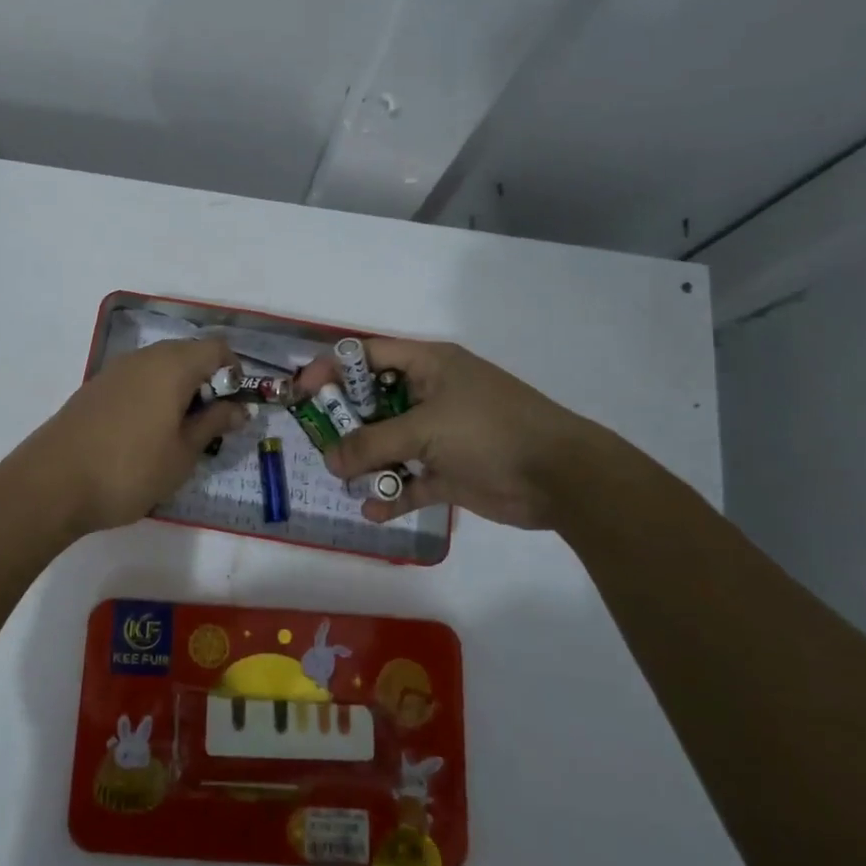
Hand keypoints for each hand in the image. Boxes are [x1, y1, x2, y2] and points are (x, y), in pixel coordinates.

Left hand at [3, 338, 247, 538]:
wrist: (51, 484)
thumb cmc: (129, 469)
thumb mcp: (183, 453)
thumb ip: (214, 424)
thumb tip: (239, 408)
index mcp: (172, 365)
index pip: (217, 348)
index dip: (234, 374)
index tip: (233, 409)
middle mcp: (144, 357)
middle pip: (188, 354)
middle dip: (207, 383)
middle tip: (209, 426)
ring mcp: (115, 370)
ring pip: (161, 367)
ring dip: (178, 391)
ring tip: (177, 435)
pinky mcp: (95, 388)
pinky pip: (137, 380)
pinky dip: (152, 397)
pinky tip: (145, 435)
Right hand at [294, 338, 594, 528]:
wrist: (562, 477)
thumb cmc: (490, 431)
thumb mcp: (426, 429)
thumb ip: (373, 444)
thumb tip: (330, 461)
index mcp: (428, 366)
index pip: (368, 355)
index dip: (332, 368)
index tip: (303, 391)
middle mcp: (431, 394)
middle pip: (373, 401)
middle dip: (345, 422)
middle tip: (319, 440)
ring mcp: (441, 434)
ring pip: (389, 442)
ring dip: (367, 460)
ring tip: (343, 477)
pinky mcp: (450, 470)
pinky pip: (411, 479)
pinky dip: (392, 493)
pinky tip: (373, 510)